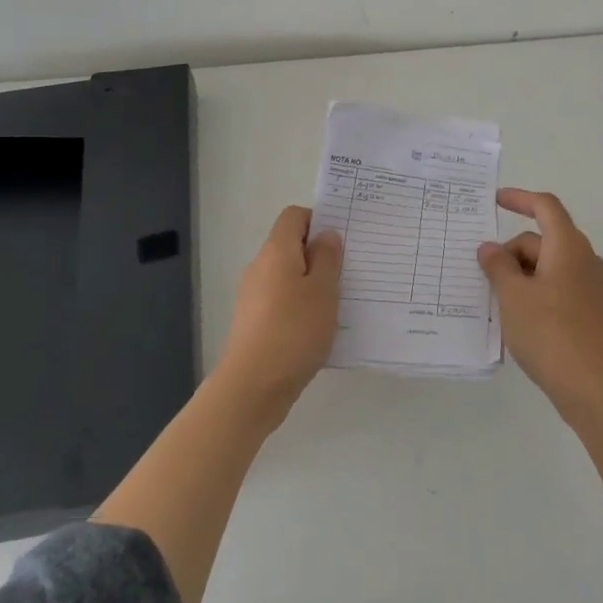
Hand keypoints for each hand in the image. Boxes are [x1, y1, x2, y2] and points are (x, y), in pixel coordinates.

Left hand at [213, 206, 343, 419]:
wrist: (254, 385)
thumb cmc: (294, 330)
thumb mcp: (323, 290)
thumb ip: (327, 258)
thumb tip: (325, 235)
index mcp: (276, 251)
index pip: (294, 216)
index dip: (318, 220)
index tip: (342, 241)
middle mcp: (260, 267)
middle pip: (290, 246)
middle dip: (319, 255)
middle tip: (349, 272)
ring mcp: (253, 296)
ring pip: (287, 276)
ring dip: (311, 283)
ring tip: (340, 302)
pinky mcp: (254, 322)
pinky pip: (282, 302)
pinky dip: (300, 306)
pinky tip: (319, 328)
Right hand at [477, 189, 602, 426]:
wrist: (596, 387)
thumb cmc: (551, 332)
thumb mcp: (513, 296)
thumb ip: (498, 266)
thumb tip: (490, 248)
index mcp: (568, 246)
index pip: (545, 207)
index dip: (520, 198)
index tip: (495, 200)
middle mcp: (583, 260)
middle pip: (542, 240)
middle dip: (511, 251)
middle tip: (482, 277)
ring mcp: (589, 287)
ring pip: (547, 267)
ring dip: (520, 276)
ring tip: (495, 302)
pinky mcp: (589, 312)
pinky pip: (556, 289)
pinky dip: (534, 293)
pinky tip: (517, 320)